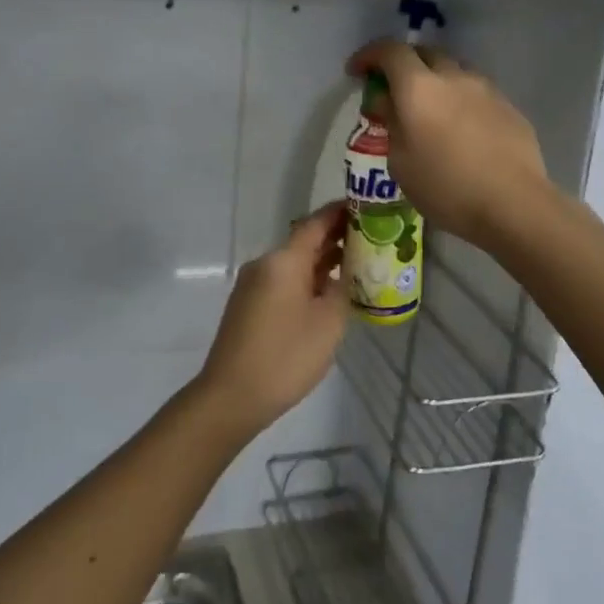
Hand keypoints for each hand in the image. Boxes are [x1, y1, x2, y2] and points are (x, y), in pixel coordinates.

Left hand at [194, 203, 348, 435]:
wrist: (231, 396)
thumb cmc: (286, 356)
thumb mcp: (328, 323)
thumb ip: (342, 290)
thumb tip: (345, 274)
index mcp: (283, 261)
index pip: (315, 223)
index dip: (340, 212)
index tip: (365, 207)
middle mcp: (265, 264)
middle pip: (304, 241)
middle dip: (336, 239)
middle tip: (372, 240)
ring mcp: (253, 285)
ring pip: (294, 263)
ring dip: (322, 262)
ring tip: (357, 266)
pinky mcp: (248, 305)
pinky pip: (283, 281)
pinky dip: (307, 280)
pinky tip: (327, 294)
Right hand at [344, 42, 549, 250]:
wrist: (514, 204)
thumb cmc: (445, 187)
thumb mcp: (400, 162)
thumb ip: (391, 123)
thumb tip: (387, 102)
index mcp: (418, 88)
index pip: (390, 51)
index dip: (369, 55)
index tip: (357, 72)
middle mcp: (453, 76)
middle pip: (424, 53)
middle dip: (403, 64)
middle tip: (392, 89)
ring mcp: (485, 89)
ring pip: (453, 70)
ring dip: (435, 80)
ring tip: (429, 110)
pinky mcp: (508, 106)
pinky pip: (475, 92)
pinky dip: (459, 99)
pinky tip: (460, 129)